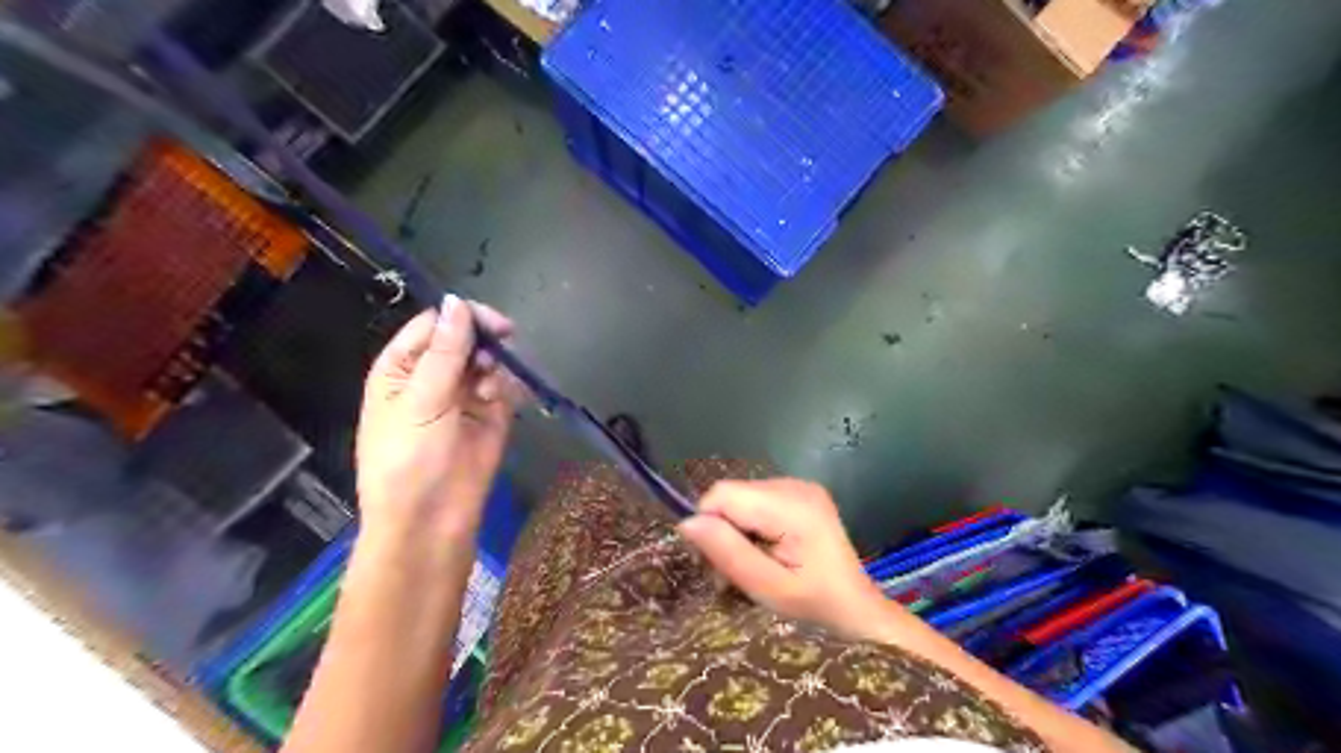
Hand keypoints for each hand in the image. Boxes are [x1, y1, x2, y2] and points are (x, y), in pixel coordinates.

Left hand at [355, 295, 516, 541]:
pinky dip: (509, 386)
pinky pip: (504, 386)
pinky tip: (504, 398)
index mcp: (402, 367)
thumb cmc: (409, 459)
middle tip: (503, 348)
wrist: (430, 520)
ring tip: (492, 389)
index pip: (435, 324)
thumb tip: (458, 301)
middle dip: (485, 342)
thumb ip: (445, 351)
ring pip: (489, 361)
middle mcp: (433, 376)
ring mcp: (464, 395)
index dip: (463, 318)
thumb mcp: (421, 401)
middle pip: (465, 339)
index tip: (493, 324)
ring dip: (496, 366)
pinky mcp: (491, 415)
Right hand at [684, 480, 892, 638]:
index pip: (723, 495)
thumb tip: (686, 522)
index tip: (716, 564)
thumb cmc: (816, 608)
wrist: (858, 612)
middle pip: (731, 495)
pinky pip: (754, 502)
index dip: (709, 526)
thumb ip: (728, 553)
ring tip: (749, 565)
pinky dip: (748, 527)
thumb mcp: (768, 589)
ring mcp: (799, 486)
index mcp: (793, 505)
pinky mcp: (799, 494)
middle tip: (731, 574)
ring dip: (733, 531)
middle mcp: (795, 485)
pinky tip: (763, 551)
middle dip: (721, 531)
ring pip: (739, 499)